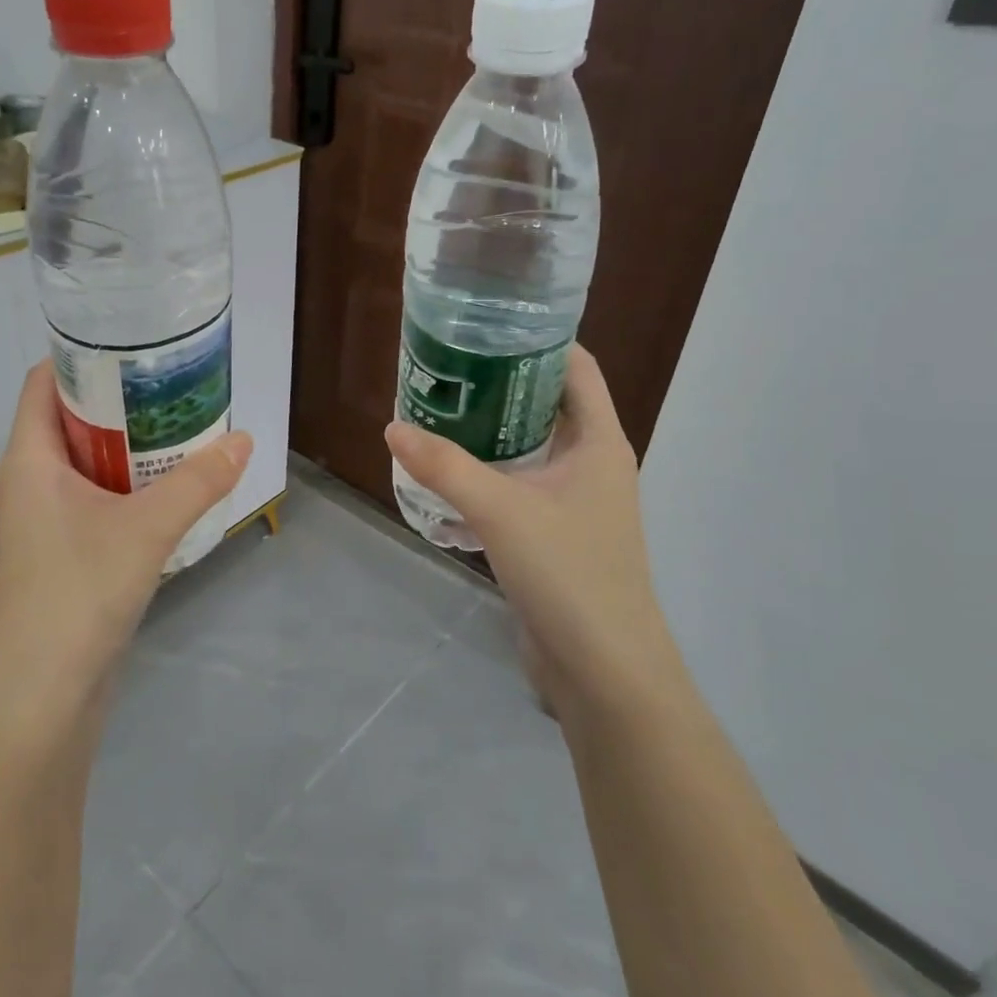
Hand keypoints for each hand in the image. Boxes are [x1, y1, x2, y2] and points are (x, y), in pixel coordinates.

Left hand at [0, 361, 252, 734]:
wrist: (36, 702)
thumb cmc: (75, 596)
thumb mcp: (145, 530)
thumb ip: (198, 482)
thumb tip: (246, 439)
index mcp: (28, 461)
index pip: (43, 383)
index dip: (82, 357)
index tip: (135, 345)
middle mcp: (27, 484)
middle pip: (69, 421)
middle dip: (119, 402)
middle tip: (175, 387)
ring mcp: (40, 525)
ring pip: (84, 466)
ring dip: (127, 450)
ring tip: (181, 432)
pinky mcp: (59, 559)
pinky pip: (93, 504)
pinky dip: (126, 490)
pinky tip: (169, 495)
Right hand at [383, 346, 678, 709]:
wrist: (603, 670)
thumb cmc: (569, 573)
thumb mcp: (501, 510)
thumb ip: (444, 467)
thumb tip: (393, 426)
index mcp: (599, 441)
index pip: (575, 368)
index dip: (537, 340)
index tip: (484, 326)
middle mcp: (592, 463)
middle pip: (546, 405)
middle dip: (499, 386)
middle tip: (445, 370)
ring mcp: (574, 502)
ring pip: (527, 450)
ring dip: (487, 435)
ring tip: (435, 415)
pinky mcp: (554, 536)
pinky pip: (517, 490)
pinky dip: (485, 478)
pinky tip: (443, 479)